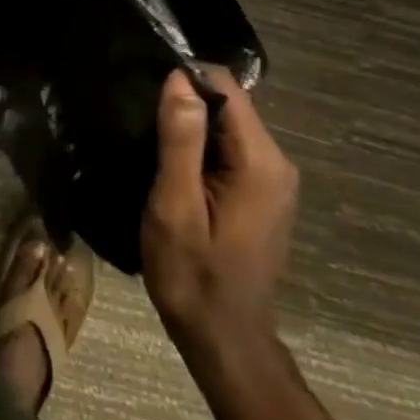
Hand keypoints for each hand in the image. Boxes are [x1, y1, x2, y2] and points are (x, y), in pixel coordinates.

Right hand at [141, 65, 298, 355]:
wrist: (223, 340)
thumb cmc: (193, 276)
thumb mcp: (175, 206)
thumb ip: (181, 140)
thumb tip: (180, 78)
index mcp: (261, 161)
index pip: (226, 87)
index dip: (185, 78)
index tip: (146, 91)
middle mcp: (277, 162)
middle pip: (230, 103)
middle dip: (186, 101)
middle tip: (141, 118)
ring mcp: (274, 179)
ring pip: (229, 124)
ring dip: (191, 124)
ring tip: (150, 137)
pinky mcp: (263, 192)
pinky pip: (231, 147)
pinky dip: (202, 145)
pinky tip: (174, 163)